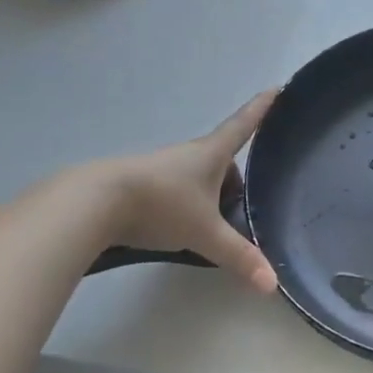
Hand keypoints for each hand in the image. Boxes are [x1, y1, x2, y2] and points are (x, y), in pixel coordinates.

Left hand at [78, 91, 279, 292]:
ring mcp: (164, 168)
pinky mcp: (142, 184)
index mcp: (212, 154)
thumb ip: (238, 257)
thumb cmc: (162, 205)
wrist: (95, 202)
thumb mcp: (205, 233)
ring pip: (199, 177)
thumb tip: (272, 284)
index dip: (262, 108)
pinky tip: (180, 230)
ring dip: (209, 195)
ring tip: (212, 226)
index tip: (276, 88)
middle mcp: (189, 154)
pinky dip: (187, 205)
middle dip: (235, 179)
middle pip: (222, 159)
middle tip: (243, 205)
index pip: (244, 125)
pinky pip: (177, 190)